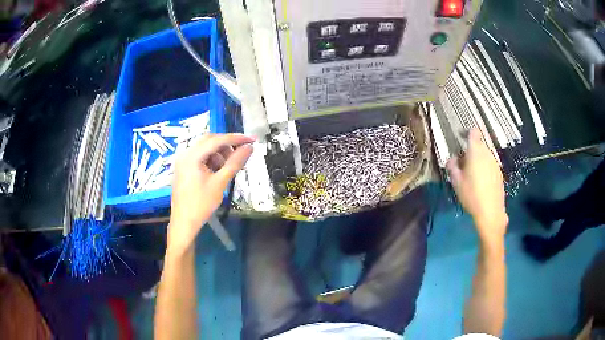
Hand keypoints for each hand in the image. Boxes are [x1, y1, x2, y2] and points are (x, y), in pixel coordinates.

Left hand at [168, 133, 254, 254]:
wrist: (184, 223)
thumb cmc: (201, 204)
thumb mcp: (220, 183)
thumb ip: (235, 163)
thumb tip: (249, 147)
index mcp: (192, 156)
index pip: (217, 140)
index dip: (236, 139)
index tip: (252, 140)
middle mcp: (185, 153)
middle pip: (210, 141)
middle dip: (227, 146)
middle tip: (240, 155)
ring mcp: (183, 161)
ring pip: (205, 148)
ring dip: (219, 154)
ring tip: (228, 168)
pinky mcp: (184, 168)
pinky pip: (200, 157)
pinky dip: (211, 160)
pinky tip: (218, 172)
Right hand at [447, 128, 507, 242]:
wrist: (490, 212)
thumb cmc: (471, 194)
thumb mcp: (456, 181)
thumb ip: (452, 166)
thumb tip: (453, 158)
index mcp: (476, 152)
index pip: (473, 132)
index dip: (466, 132)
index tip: (460, 139)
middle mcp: (487, 154)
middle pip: (479, 145)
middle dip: (470, 151)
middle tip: (462, 165)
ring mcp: (495, 163)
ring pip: (484, 156)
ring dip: (477, 160)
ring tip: (471, 176)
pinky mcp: (499, 173)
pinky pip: (489, 165)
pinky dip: (484, 169)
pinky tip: (480, 184)